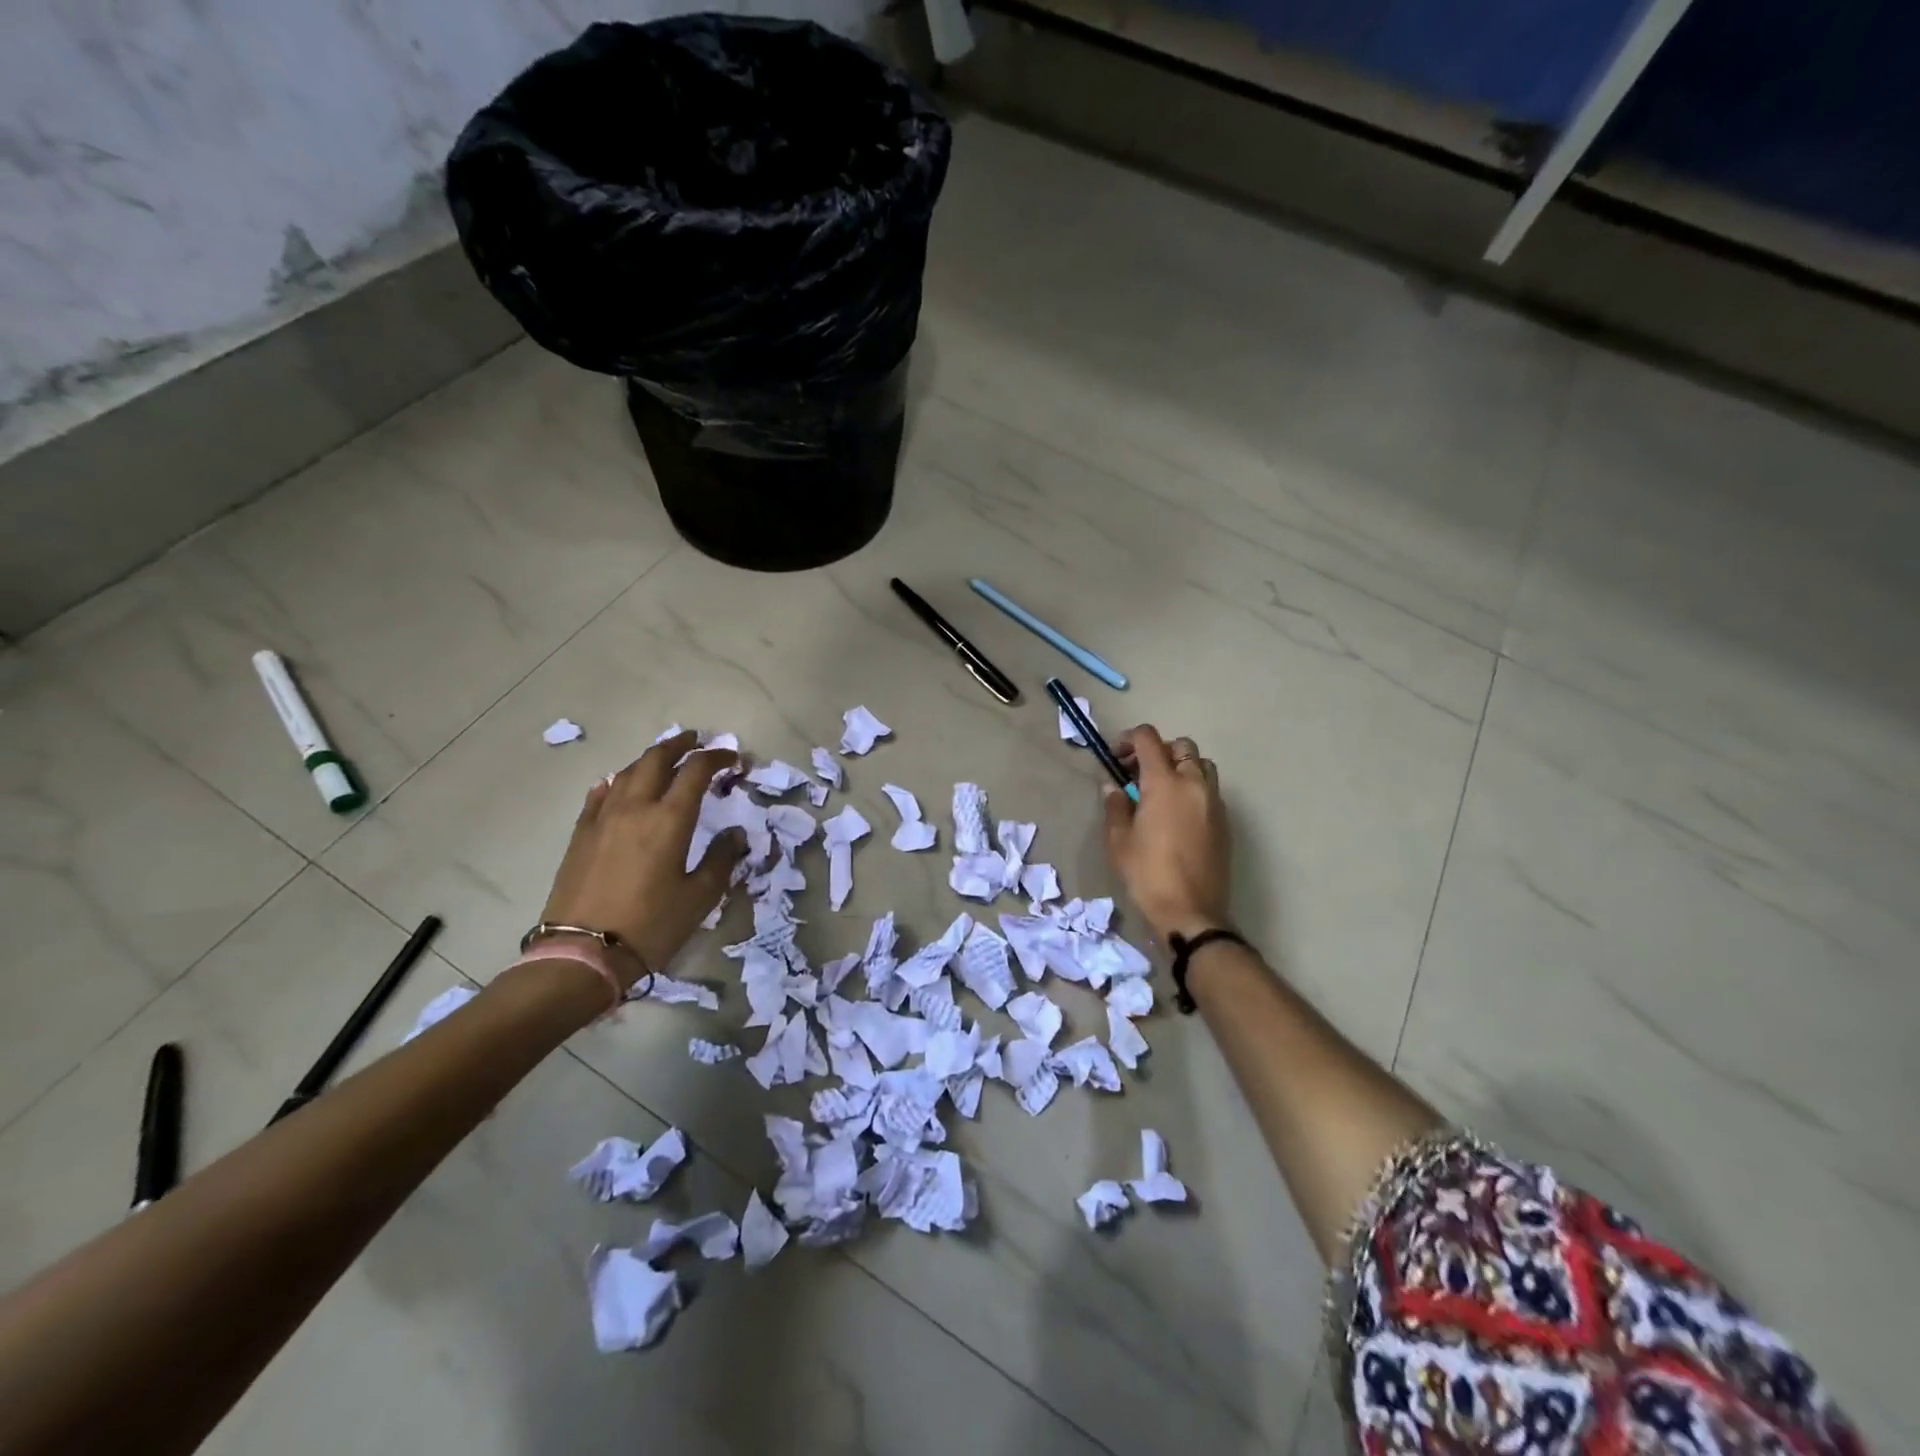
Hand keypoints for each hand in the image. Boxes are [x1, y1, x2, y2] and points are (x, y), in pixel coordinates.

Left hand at [539, 730, 747, 986]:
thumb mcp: (699, 897)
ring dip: (650, 759)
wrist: (582, 953)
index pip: (696, 771)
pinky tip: (619, 784)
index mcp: (669, 819)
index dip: (718, 757)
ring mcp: (602, 818)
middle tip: (697, 741)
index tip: (734, 759)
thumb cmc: (651, 926)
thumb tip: (735, 834)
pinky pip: (600, 794)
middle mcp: (635, 807)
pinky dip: (617, 781)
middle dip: (680, 745)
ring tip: (665, 759)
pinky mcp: (580, 835)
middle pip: (657, 759)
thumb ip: (722, 859)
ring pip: (627, 772)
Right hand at [1103, 725, 1232, 942]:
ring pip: (1201, 766)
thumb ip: (1115, 805)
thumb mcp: (1119, 840)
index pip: (1149, 739)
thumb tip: (1113, 786)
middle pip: (1181, 746)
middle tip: (1137, 774)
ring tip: (1161, 792)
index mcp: (1165, 783)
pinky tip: (1177, 815)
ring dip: (1181, 767)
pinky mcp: (1225, 822)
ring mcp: (1214, 802)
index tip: (1116, 758)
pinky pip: (1210, 790)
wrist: (1191, 911)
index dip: (1129, 739)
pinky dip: (1193, 789)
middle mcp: (1194, 784)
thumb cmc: (1147, 874)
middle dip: (1158, 751)